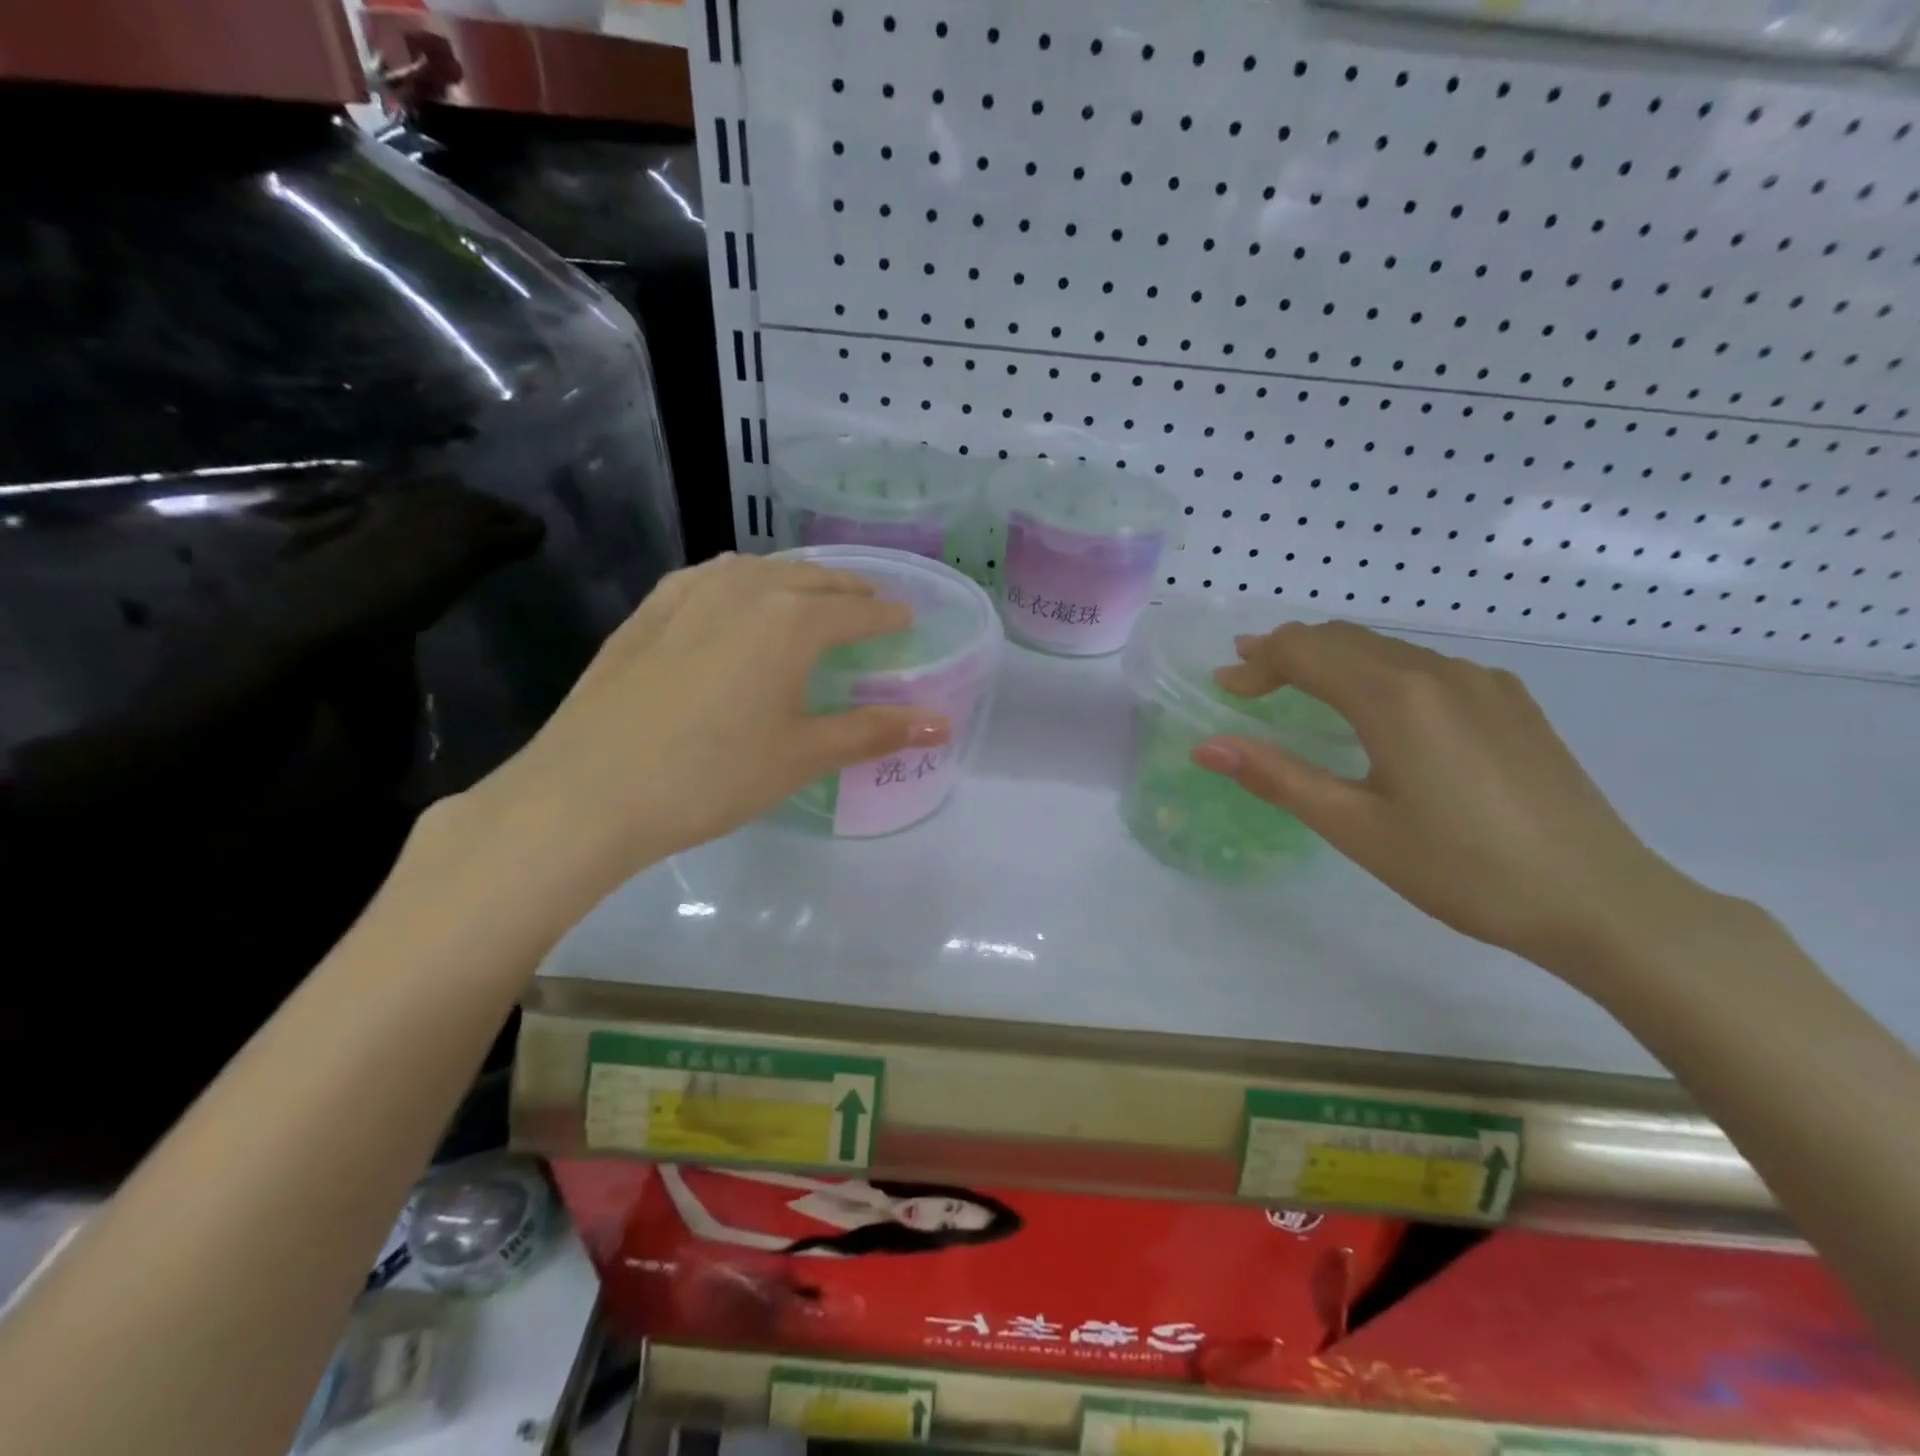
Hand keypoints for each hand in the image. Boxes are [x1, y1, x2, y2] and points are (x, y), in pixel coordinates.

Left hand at [438, 554, 948, 930]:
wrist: (589, 791)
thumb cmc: (711, 776)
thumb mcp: (802, 756)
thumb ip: (873, 732)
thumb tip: (942, 723)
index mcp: (790, 621)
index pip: (855, 610)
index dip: (886, 616)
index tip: (906, 619)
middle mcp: (744, 590)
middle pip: (811, 579)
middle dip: (847, 590)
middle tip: (869, 606)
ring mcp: (688, 594)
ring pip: (758, 570)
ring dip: (794, 578)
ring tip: (810, 595)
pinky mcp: (648, 612)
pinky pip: (709, 578)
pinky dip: (740, 580)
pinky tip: (734, 596)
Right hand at [1192, 621, 1711, 980]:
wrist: (1600, 901)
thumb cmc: (1461, 869)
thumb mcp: (1354, 827)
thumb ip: (1276, 777)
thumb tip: (1205, 747)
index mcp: (1395, 696)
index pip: (1305, 650)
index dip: (1256, 663)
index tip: (1224, 688)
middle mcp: (1439, 671)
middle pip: (1343, 638)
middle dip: (1287, 654)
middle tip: (1248, 683)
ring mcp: (1483, 683)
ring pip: (1386, 649)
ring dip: (1333, 661)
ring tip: (1301, 690)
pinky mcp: (1512, 702)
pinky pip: (1426, 667)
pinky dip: (1379, 673)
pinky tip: (1379, 710)